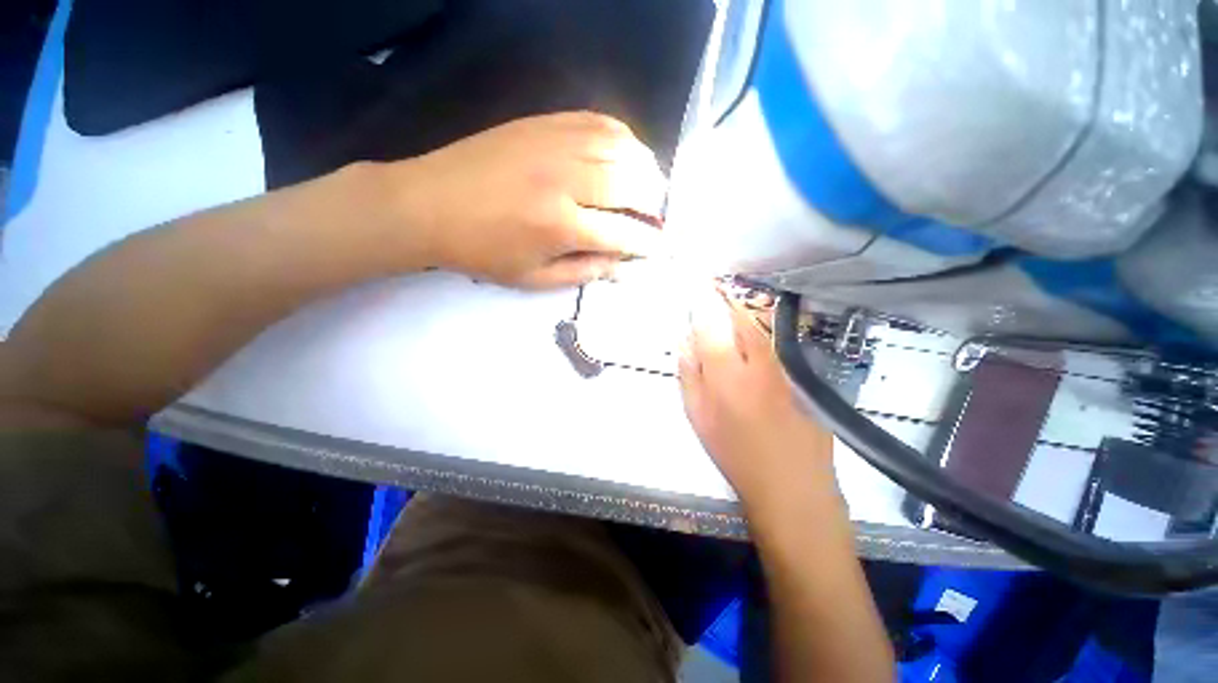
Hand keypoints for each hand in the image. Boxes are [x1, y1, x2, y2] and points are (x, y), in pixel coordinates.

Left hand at [388, 112, 666, 287]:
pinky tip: (627, 153)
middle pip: (630, 185)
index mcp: (560, 225)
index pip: (622, 234)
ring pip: (621, 148)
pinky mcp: (543, 123)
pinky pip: (598, 121)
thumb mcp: (533, 278)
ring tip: (651, 186)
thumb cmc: (483, 251)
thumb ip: (583, 273)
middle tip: (658, 217)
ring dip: (646, 168)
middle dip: (655, 203)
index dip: (647, 243)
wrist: (429, 204)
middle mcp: (565, 180)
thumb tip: (621, 266)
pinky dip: (623, 137)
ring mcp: (554, 143)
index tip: (659, 248)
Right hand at [678, 286, 836, 513]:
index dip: (700, 295)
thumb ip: (688, 372)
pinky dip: (758, 329)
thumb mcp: (698, 415)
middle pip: (738, 314)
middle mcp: (758, 359)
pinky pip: (773, 340)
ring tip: (725, 306)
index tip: (692, 277)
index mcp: (726, 372)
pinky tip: (750, 334)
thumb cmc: (735, 452)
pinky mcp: (801, 371)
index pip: (709, 320)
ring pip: (758, 324)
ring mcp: (784, 363)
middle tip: (708, 288)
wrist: (793, 484)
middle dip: (721, 298)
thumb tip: (683, 338)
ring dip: (739, 311)